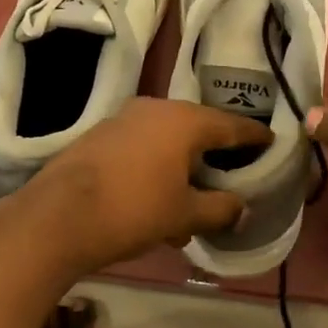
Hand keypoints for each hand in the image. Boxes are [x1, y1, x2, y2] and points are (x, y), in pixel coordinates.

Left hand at [21, 97, 271, 274]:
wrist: (57, 217)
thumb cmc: (133, 210)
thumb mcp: (185, 215)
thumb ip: (220, 208)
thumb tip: (241, 207)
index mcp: (183, 121)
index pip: (230, 125)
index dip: (253, 136)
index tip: (270, 141)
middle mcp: (154, 109)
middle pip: (196, 130)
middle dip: (213, 156)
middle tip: (229, 175)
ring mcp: (121, 120)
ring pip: (165, 142)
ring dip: (181, 170)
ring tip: (187, 209)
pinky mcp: (98, 137)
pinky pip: (140, 149)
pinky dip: (154, 170)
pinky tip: (152, 204)